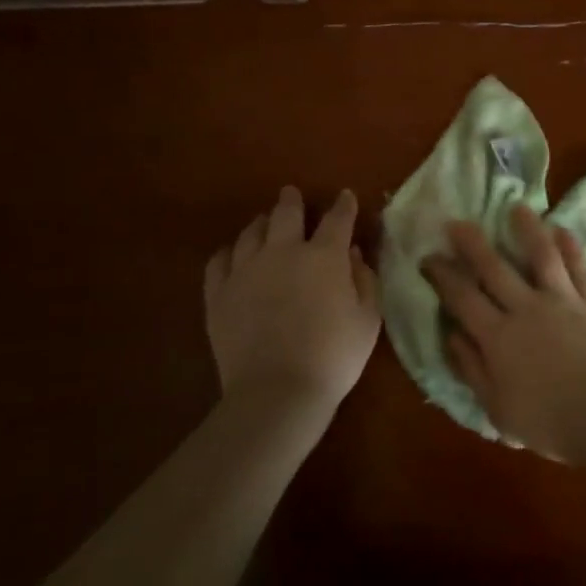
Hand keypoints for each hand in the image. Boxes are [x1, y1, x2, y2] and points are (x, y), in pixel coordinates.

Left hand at [204, 187, 380, 419]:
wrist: (277, 391)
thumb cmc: (334, 355)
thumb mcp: (368, 318)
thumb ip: (364, 280)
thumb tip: (353, 255)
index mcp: (324, 256)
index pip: (337, 219)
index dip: (344, 205)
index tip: (346, 197)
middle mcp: (283, 252)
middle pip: (286, 213)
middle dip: (292, 201)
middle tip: (292, 194)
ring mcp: (245, 270)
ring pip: (251, 233)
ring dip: (262, 223)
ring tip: (265, 223)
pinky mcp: (218, 294)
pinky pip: (219, 260)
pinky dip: (229, 251)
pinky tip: (233, 254)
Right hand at [422, 205, 585, 460]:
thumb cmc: (547, 423)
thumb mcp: (497, 408)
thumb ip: (472, 368)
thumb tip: (451, 335)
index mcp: (498, 336)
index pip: (462, 298)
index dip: (443, 275)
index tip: (429, 257)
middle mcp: (527, 309)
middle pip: (495, 268)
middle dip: (472, 243)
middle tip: (457, 222)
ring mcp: (564, 302)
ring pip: (543, 256)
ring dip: (528, 230)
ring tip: (518, 208)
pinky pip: (582, 269)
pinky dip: (571, 248)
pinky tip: (563, 231)